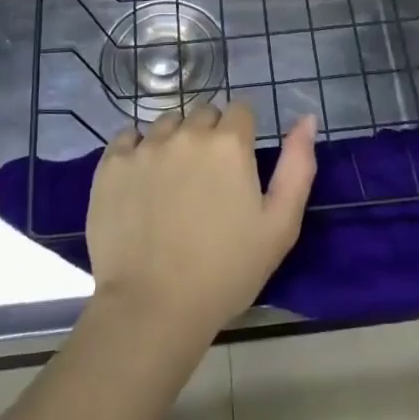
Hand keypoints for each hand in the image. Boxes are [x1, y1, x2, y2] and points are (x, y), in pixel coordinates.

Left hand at [86, 104, 317, 342]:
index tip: (238, 166)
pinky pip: (127, 138)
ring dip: (174, 141)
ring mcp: (145, 146)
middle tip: (207, 181)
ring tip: (172, 184)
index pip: (240, 110)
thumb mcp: (280, 225)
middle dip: (209, 136)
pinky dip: (136, 151)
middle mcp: (187, 132)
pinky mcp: (111, 164)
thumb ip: (298, 165)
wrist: (153, 309)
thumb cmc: (226, 271)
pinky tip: (141, 182)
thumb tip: (307, 118)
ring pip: (166, 124)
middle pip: (203, 113)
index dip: (242, 134)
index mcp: (229, 143)